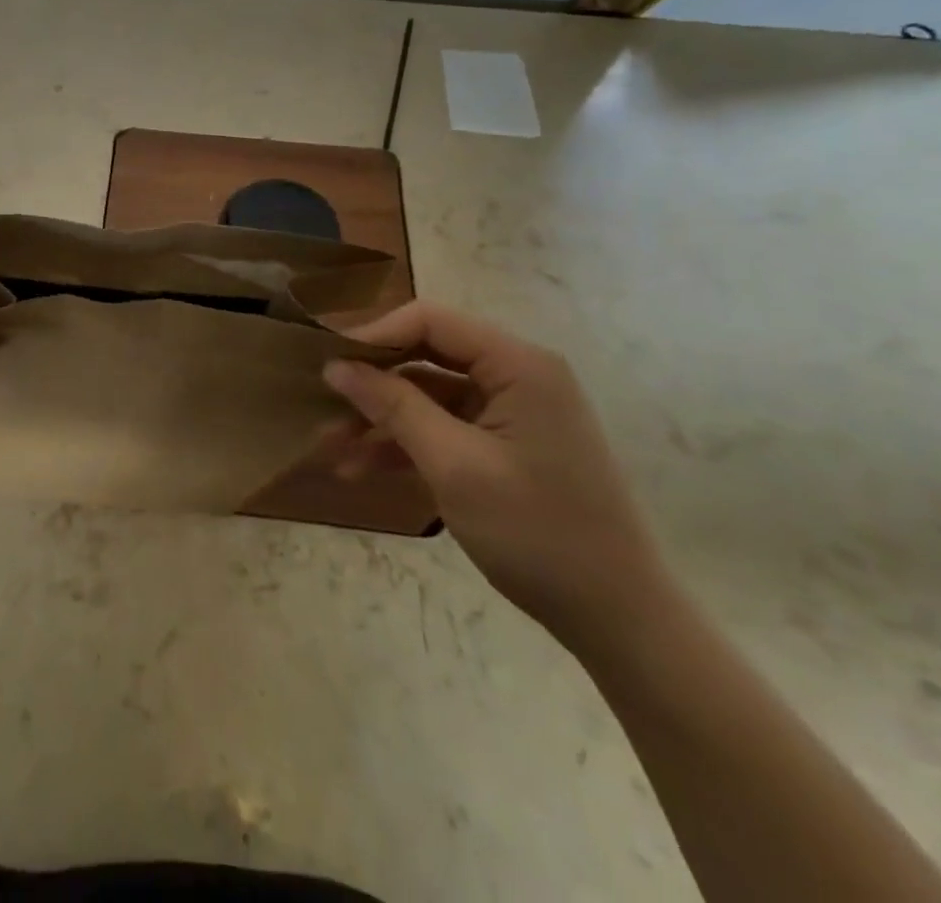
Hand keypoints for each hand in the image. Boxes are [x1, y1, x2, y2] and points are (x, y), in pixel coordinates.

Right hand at [323, 300, 672, 653]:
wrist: (619, 620)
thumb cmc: (538, 533)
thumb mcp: (454, 466)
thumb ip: (394, 406)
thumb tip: (337, 366)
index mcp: (518, 364)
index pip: (430, 320)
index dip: (374, 335)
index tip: (327, 362)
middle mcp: (516, 375)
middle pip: (425, 356)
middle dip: (372, 383)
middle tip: (322, 407)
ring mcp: (512, 411)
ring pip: (428, 395)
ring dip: (381, 420)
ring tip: (332, 451)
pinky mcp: (506, 445)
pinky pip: (444, 427)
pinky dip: (405, 444)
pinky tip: (363, 469)